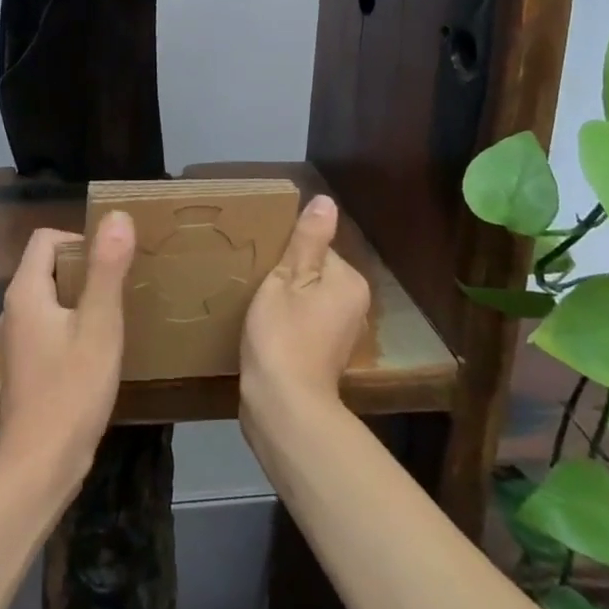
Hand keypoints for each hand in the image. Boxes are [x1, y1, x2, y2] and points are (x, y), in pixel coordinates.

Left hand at [0, 213, 134, 493]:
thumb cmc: (72, 391)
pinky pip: (49, 326)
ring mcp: (15, 341)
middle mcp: (12, 310)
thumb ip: (107, 269)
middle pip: (48, 267)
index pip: (46, 238)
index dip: (80, 240)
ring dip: (81, 299)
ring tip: (116, 315)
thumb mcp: (100, 325)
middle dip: (85, 269)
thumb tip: (117, 216)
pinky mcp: (24, 367)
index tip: (113, 263)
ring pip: (50, 299)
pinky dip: (73, 325)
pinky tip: (98, 350)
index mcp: (25, 292)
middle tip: (122, 287)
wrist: (39, 467)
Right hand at [240, 195, 370, 424]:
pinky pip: (305, 323)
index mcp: (348, 281)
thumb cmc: (283, 336)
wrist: (283, 407)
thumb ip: (307, 240)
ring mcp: (341, 334)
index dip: (285, 253)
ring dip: (284, 300)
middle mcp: (354, 305)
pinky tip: (265, 331)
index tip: (261, 263)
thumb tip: (326, 201)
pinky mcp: (325, 356)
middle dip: (286, 277)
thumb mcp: (287, 279)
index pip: (316, 248)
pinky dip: (287, 322)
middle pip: (313, 273)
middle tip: (254, 283)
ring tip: (256, 307)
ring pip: (308, 299)